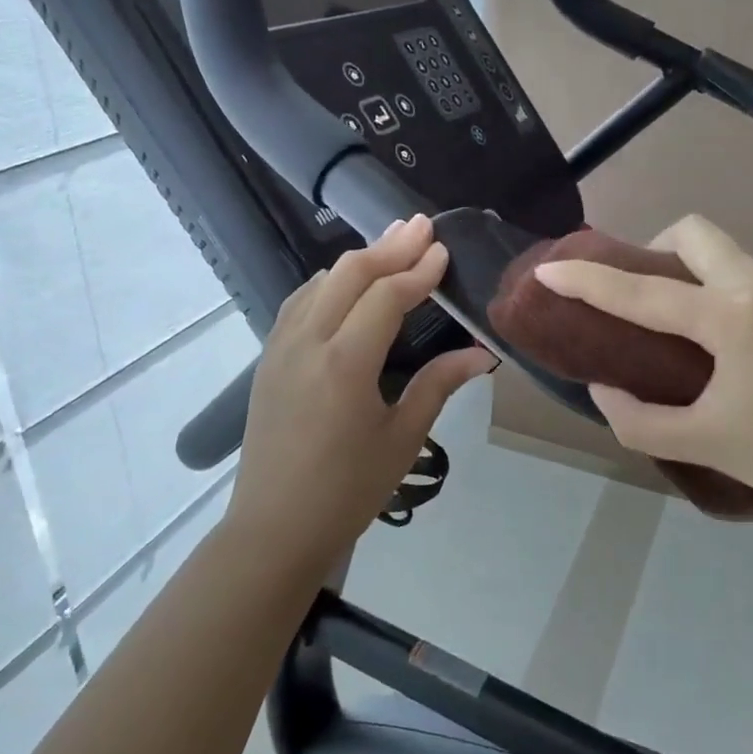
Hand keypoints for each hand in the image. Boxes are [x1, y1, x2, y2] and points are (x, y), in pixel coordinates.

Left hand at [227, 215, 494, 561]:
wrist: (274, 528)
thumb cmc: (347, 490)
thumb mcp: (402, 438)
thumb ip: (439, 385)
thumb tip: (484, 355)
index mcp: (345, 364)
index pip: (386, 296)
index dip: (418, 270)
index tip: (444, 250)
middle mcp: (307, 343)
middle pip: (349, 274)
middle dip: (389, 246)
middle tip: (421, 226)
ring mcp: (280, 348)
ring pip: (319, 282)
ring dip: (358, 259)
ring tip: (391, 243)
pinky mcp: (268, 359)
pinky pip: (299, 302)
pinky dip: (328, 282)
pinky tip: (344, 283)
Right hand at [534, 215, 752, 537]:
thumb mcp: (704, 443)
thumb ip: (638, 418)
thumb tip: (605, 388)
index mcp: (731, 317)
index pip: (642, 290)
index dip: (588, 279)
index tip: (548, 267)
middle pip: (694, 233)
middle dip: (651, 249)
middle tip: (631, 295)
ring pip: (722, 252)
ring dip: (682, 269)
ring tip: (663, 322)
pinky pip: (741, 277)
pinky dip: (709, 289)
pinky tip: (707, 342)